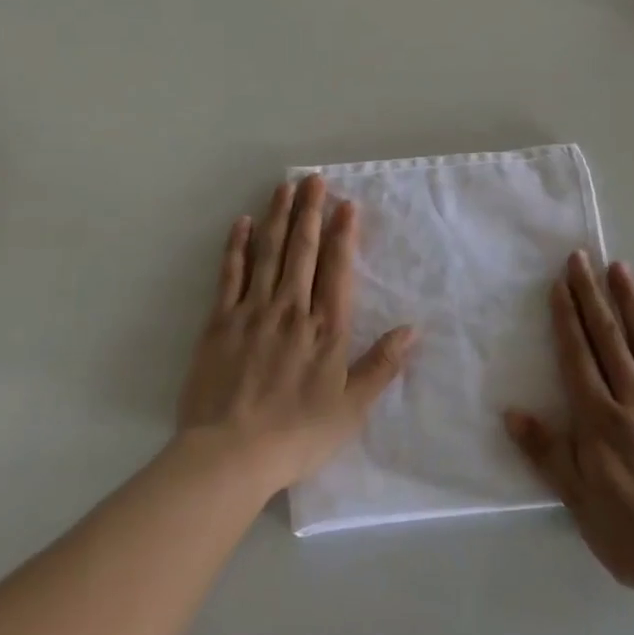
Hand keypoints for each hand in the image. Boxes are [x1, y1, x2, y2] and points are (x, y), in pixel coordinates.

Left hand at [176, 174, 413, 494]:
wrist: (230, 455)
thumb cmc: (297, 434)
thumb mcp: (351, 408)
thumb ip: (381, 365)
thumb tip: (413, 329)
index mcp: (325, 328)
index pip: (337, 268)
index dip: (342, 234)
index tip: (346, 204)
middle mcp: (291, 308)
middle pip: (302, 250)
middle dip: (310, 211)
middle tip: (315, 179)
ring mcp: (253, 311)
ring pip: (269, 253)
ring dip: (278, 217)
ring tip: (285, 187)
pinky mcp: (220, 321)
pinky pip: (230, 274)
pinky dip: (237, 246)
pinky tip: (242, 223)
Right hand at [505, 252, 633, 599]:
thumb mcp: (580, 503)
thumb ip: (547, 453)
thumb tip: (511, 412)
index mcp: (601, 419)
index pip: (578, 355)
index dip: (567, 317)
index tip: (560, 283)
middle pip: (608, 337)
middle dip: (591, 295)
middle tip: (581, 257)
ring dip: (631, 302)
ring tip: (619, 267)